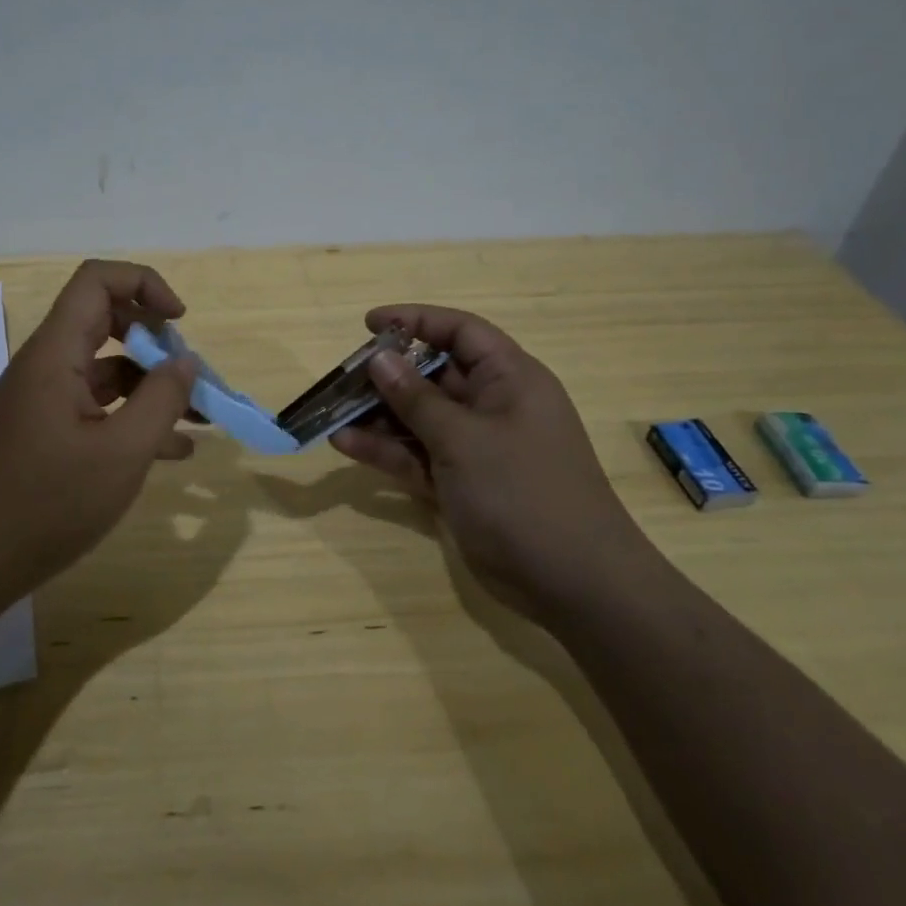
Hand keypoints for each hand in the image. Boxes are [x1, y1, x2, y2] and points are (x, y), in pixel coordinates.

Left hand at [0, 260, 197, 593]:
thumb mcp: (121, 453)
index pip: (97, 281)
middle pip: (106, 321)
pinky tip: (171, 452)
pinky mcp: (44, 432)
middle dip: (157, 341)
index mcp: (55, 354)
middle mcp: (45, 366)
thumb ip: (162, 400)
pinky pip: (96, 407)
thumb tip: (186, 362)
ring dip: (152, 386)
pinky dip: (132, 418)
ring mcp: (43, 401)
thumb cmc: (47, 504)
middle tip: (190, 375)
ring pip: (106, 370)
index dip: (144, 284)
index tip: (180, 321)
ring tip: (198, 419)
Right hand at [330, 305, 656, 613]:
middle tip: (341, 379)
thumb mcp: (463, 439)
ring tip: (333, 415)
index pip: (460, 332)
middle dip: (387, 376)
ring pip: (420, 418)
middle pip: (432, 375)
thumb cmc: (522, 493)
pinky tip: (345, 445)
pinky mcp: (462, 483)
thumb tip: (379, 359)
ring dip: (378, 416)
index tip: (368, 324)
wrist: (573, 583)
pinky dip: (386, 450)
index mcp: (510, 379)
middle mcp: (493, 405)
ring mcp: (476, 448)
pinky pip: (418, 456)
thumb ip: (417, 399)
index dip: (416, 321)